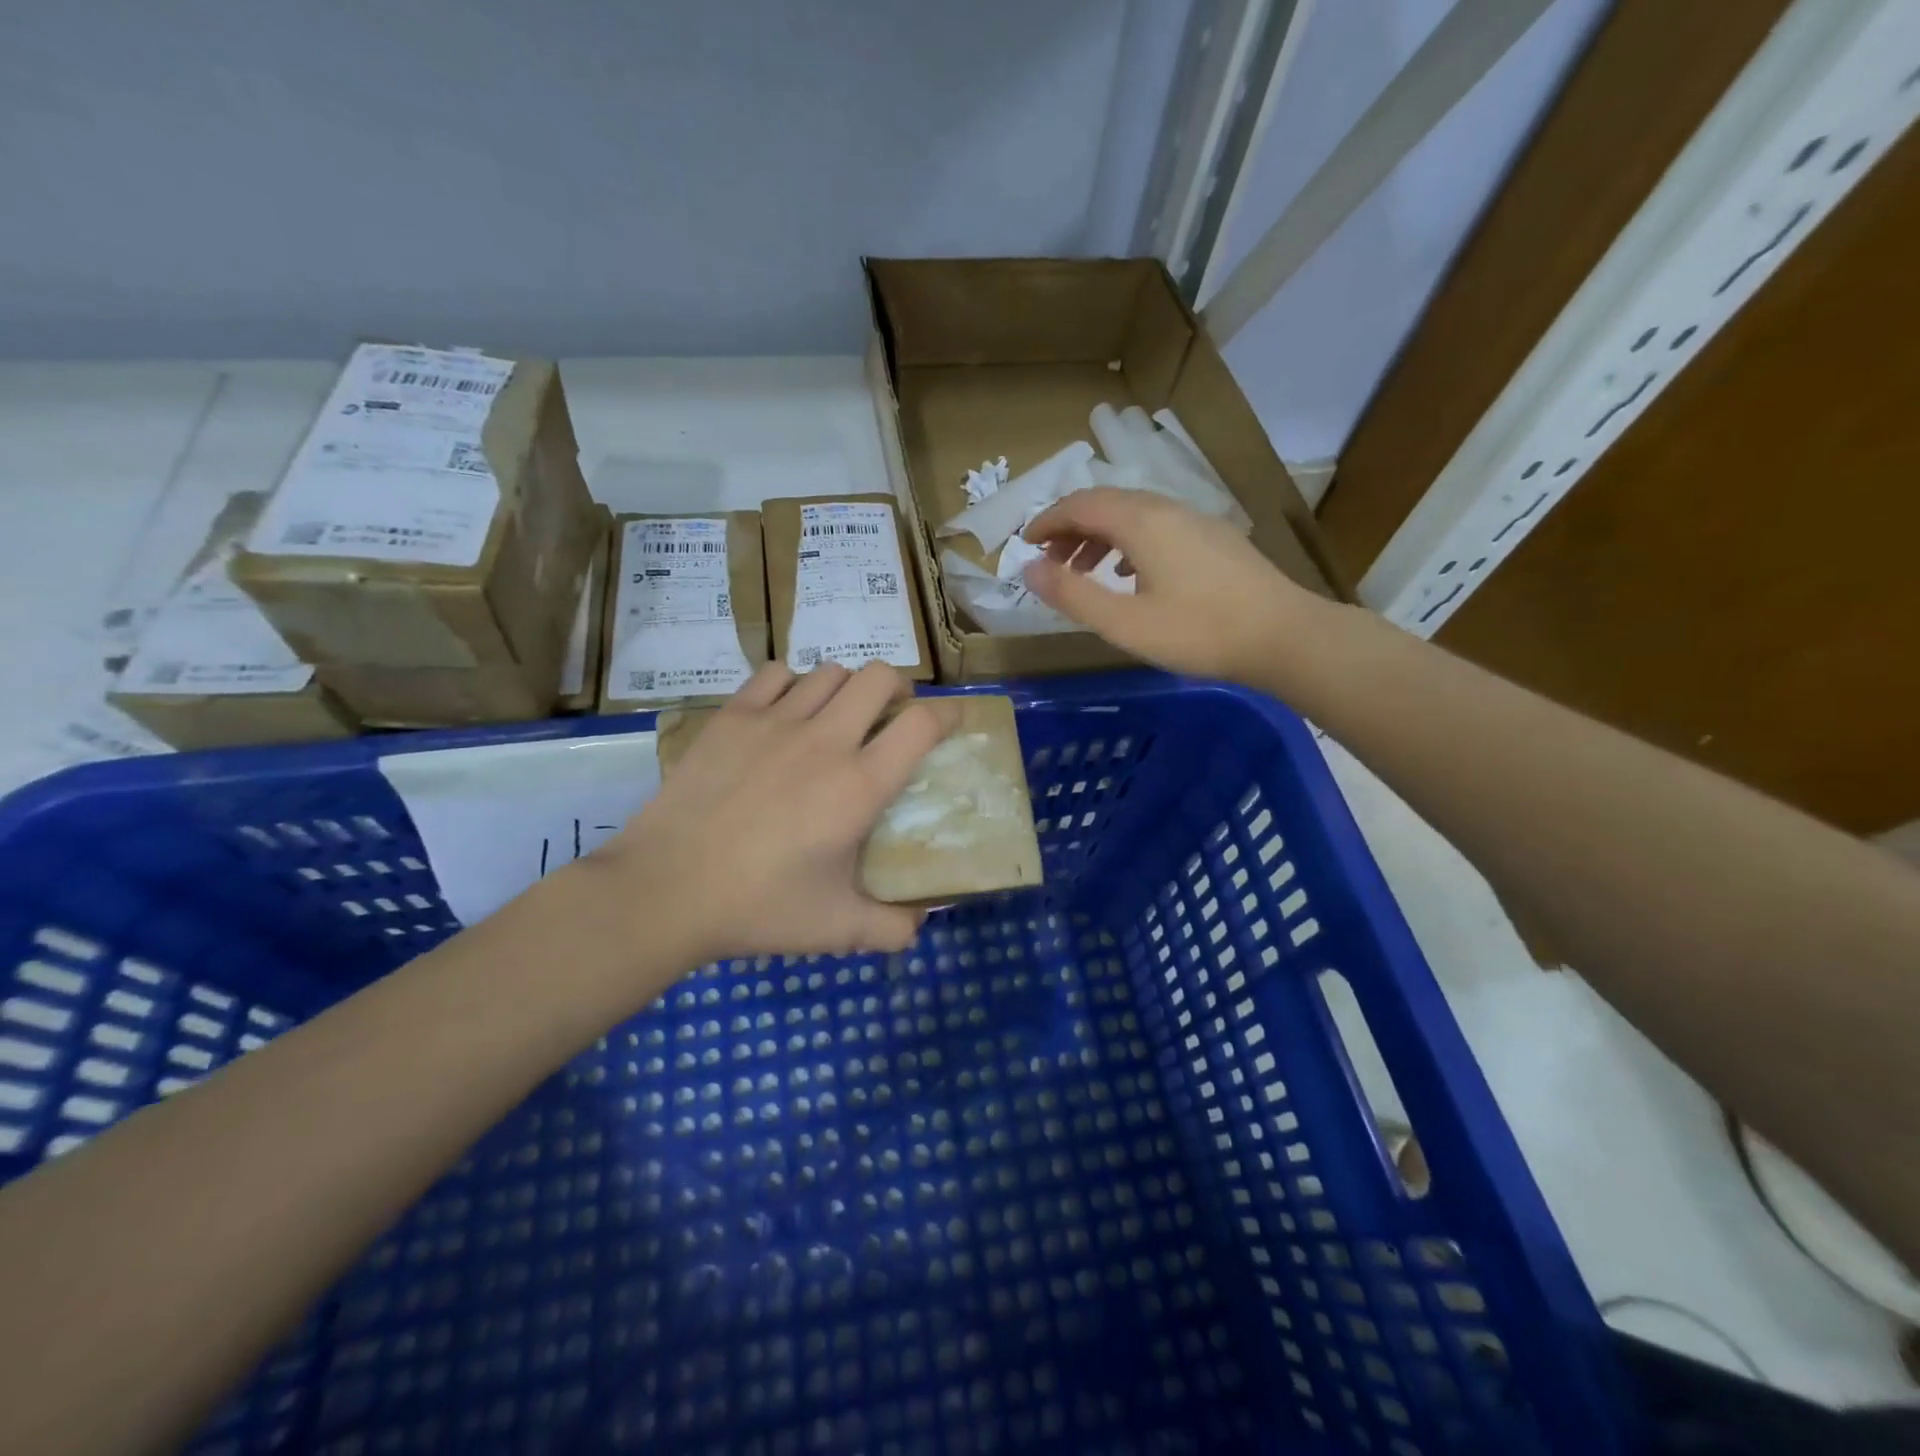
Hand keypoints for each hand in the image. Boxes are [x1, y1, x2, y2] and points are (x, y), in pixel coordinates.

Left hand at [597, 661, 958, 964]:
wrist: (664, 890)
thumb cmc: (758, 908)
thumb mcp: (837, 929)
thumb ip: (893, 928)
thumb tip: (922, 923)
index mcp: (859, 786)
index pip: (923, 724)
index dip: (948, 715)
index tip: (950, 723)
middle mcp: (825, 741)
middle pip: (880, 677)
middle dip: (898, 689)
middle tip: (890, 716)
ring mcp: (775, 722)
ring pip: (830, 671)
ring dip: (846, 688)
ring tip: (837, 716)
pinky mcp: (732, 717)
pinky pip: (775, 674)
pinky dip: (792, 684)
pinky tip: (785, 713)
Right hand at [1021, 487, 1324, 679]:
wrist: (1284, 636)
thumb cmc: (1198, 631)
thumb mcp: (1124, 622)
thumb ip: (1072, 595)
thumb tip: (1028, 570)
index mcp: (1141, 522)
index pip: (1080, 504)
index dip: (1047, 521)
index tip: (1025, 545)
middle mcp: (1167, 509)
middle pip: (1106, 503)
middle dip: (1070, 529)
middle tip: (1050, 563)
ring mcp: (1195, 521)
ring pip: (1133, 515)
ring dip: (1099, 537)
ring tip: (1084, 572)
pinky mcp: (1213, 538)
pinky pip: (1157, 527)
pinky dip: (1127, 543)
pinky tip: (1130, 575)